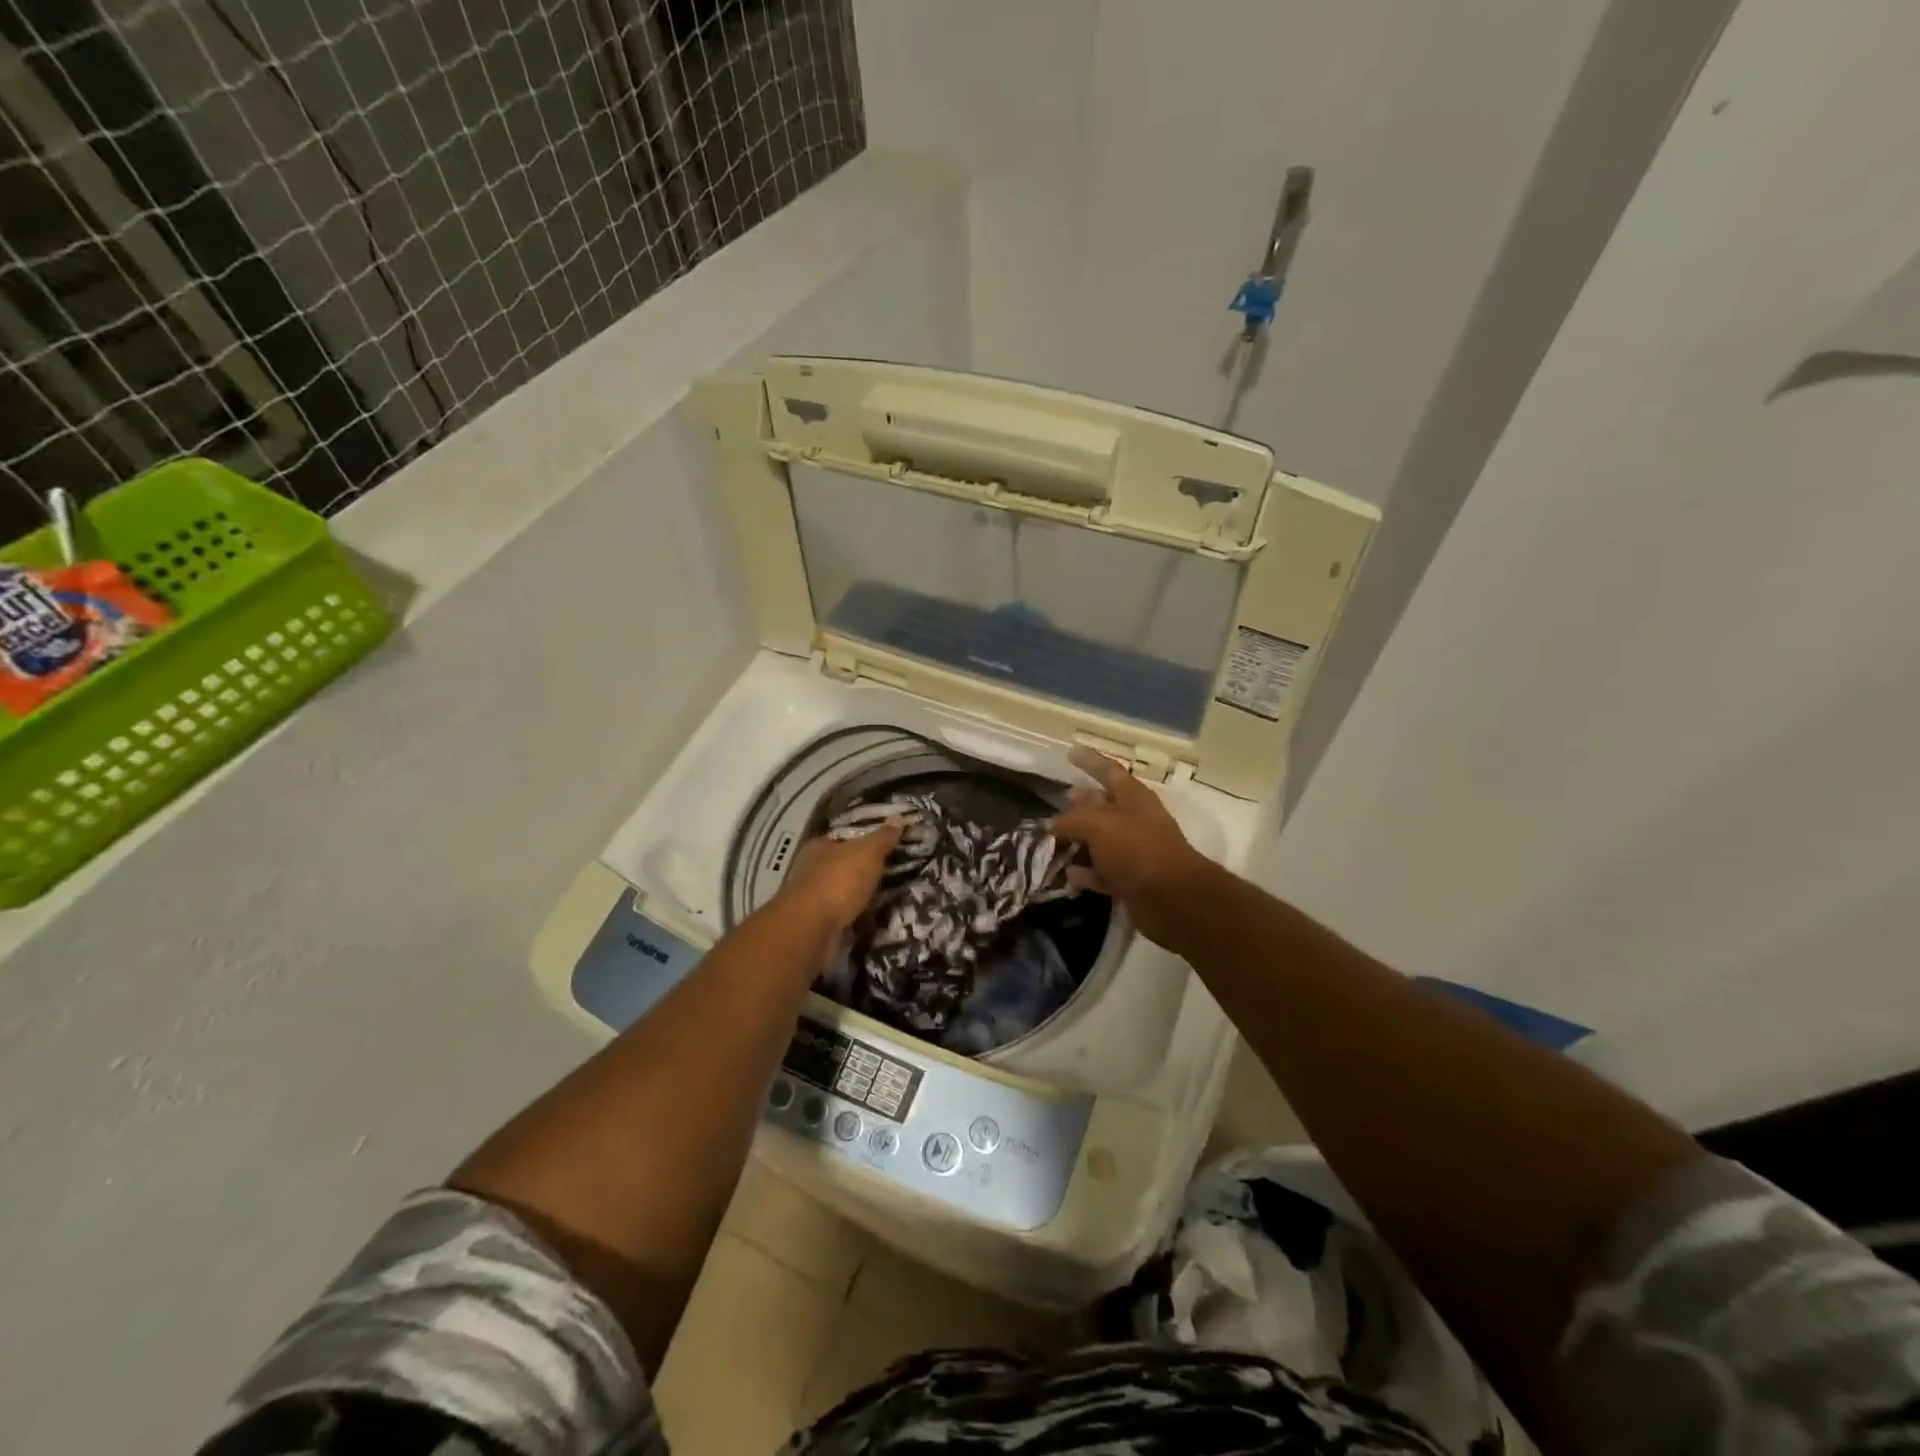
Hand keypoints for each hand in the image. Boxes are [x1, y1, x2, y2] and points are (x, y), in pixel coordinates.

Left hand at [779, 820, 901, 932]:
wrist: (812, 929)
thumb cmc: (838, 881)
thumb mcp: (867, 853)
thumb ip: (882, 838)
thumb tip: (898, 817)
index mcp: (819, 847)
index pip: (844, 839)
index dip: (865, 841)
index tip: (888, 847)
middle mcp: (811, 871)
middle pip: (843, 866)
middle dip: (864, 871)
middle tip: (895, 873)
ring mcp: (813, 900)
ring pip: (843, 893)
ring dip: (862, 897)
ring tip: (891, 898)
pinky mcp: (818, 925)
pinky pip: (844, 917)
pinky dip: (858, 918)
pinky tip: (876, 920)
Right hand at [1051, 748, 1212, 946]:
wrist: (1171, 898)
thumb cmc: (1136, 848)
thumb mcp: (1097, 825)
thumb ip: (1071, 820)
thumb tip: (1051, 824)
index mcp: (1134, 798)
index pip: (1109, 771)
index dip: (1090, 761)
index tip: (1070, 752)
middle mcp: (1135, 821)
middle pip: (1104, 805)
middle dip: (1082, 801)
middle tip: (1059, 798)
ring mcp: (1134, 852)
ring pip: (1101, 841)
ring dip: (1079, 840)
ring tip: (1052, 839)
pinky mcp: (1131, 881)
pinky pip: (1102, 872)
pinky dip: (1085, 873)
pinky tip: (1067, 874)